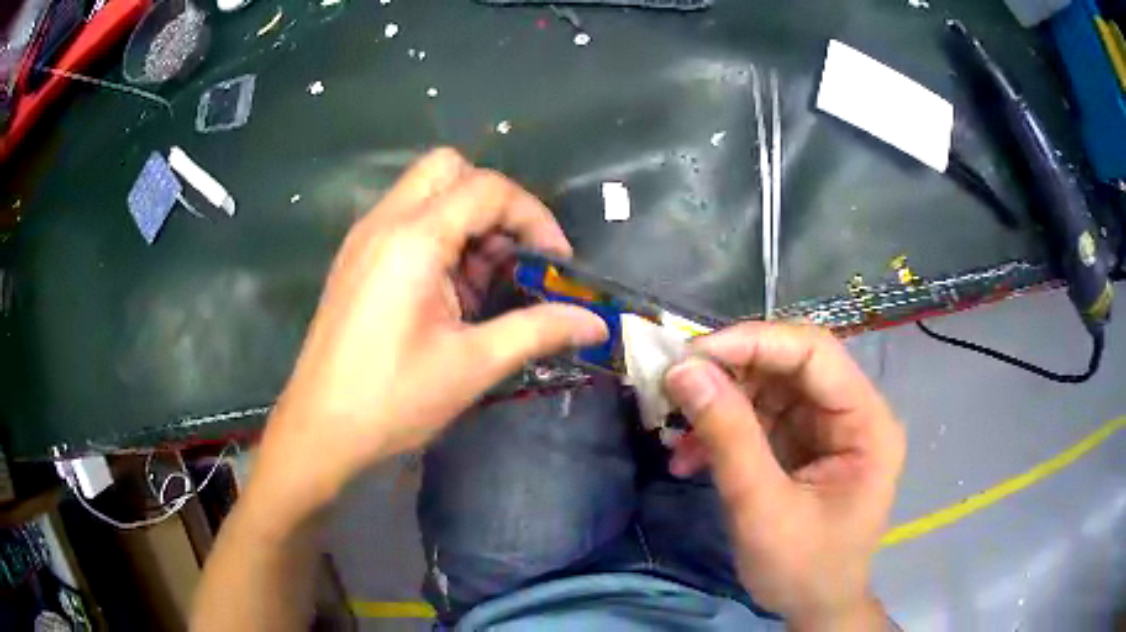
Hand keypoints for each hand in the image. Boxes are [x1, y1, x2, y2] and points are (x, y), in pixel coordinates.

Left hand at [253, 148, 607, 521]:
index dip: (534, 216)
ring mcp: (364, 238)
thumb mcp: (473, 366)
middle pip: (450, 169)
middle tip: (512, 256)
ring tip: (483, 284)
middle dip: (493, 203)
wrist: (319, 430)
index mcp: (413, 240)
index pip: (488, 188)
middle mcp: (384, 222)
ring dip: (467, 221)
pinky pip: (407, 220)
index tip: (557, 260)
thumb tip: (595, 323)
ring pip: (427, 192)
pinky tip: (449, 293)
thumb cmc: (393, 400)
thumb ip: (538, 331)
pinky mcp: (356, 258)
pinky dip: (440, 237)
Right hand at [664, 323, 904, 629]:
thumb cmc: (802, 568)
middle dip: (730, 375)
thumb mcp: (762, 509)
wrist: (813, 608)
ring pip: (768, 389)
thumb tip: (683, 371)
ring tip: (678, 439)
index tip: (693, 354)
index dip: (755, 342)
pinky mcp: (803, 444)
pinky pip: (760, 419)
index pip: (815, 353)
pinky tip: (692, 459)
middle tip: (675, 388)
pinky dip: (723, 432)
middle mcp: (852, 414)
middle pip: (790, 366)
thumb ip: (728, 437)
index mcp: (867, 423)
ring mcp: (827, 428)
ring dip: (720, 408)